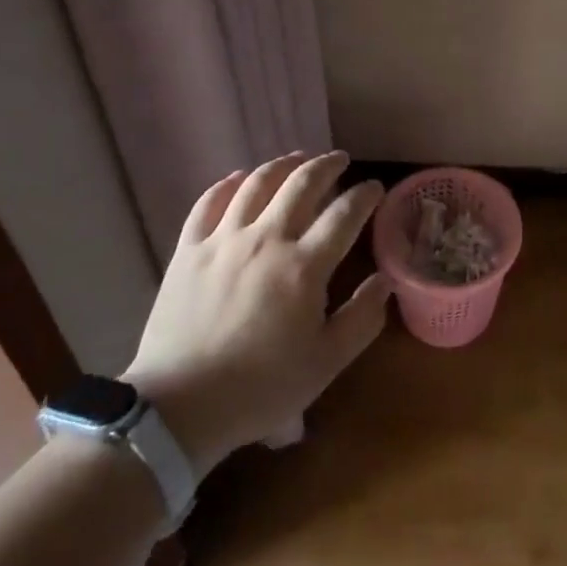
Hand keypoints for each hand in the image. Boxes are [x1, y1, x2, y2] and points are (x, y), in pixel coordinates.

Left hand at [123, 152, 390, 476]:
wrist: (180, 407)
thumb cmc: (261, 387)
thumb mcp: (326, 363)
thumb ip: (362, 318)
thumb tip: (385, 280)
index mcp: (304, 266)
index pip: (344, 214)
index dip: (364, 195)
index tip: (374, 187)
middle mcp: (266, 238)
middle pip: (302, 184)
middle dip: (327, 165)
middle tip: (340, 160)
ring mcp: (224, 239)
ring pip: (257, 183)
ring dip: (282, 164)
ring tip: (297, 159)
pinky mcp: (189, 248)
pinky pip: (209, 201)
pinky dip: (228, 183)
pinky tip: (239, 178)